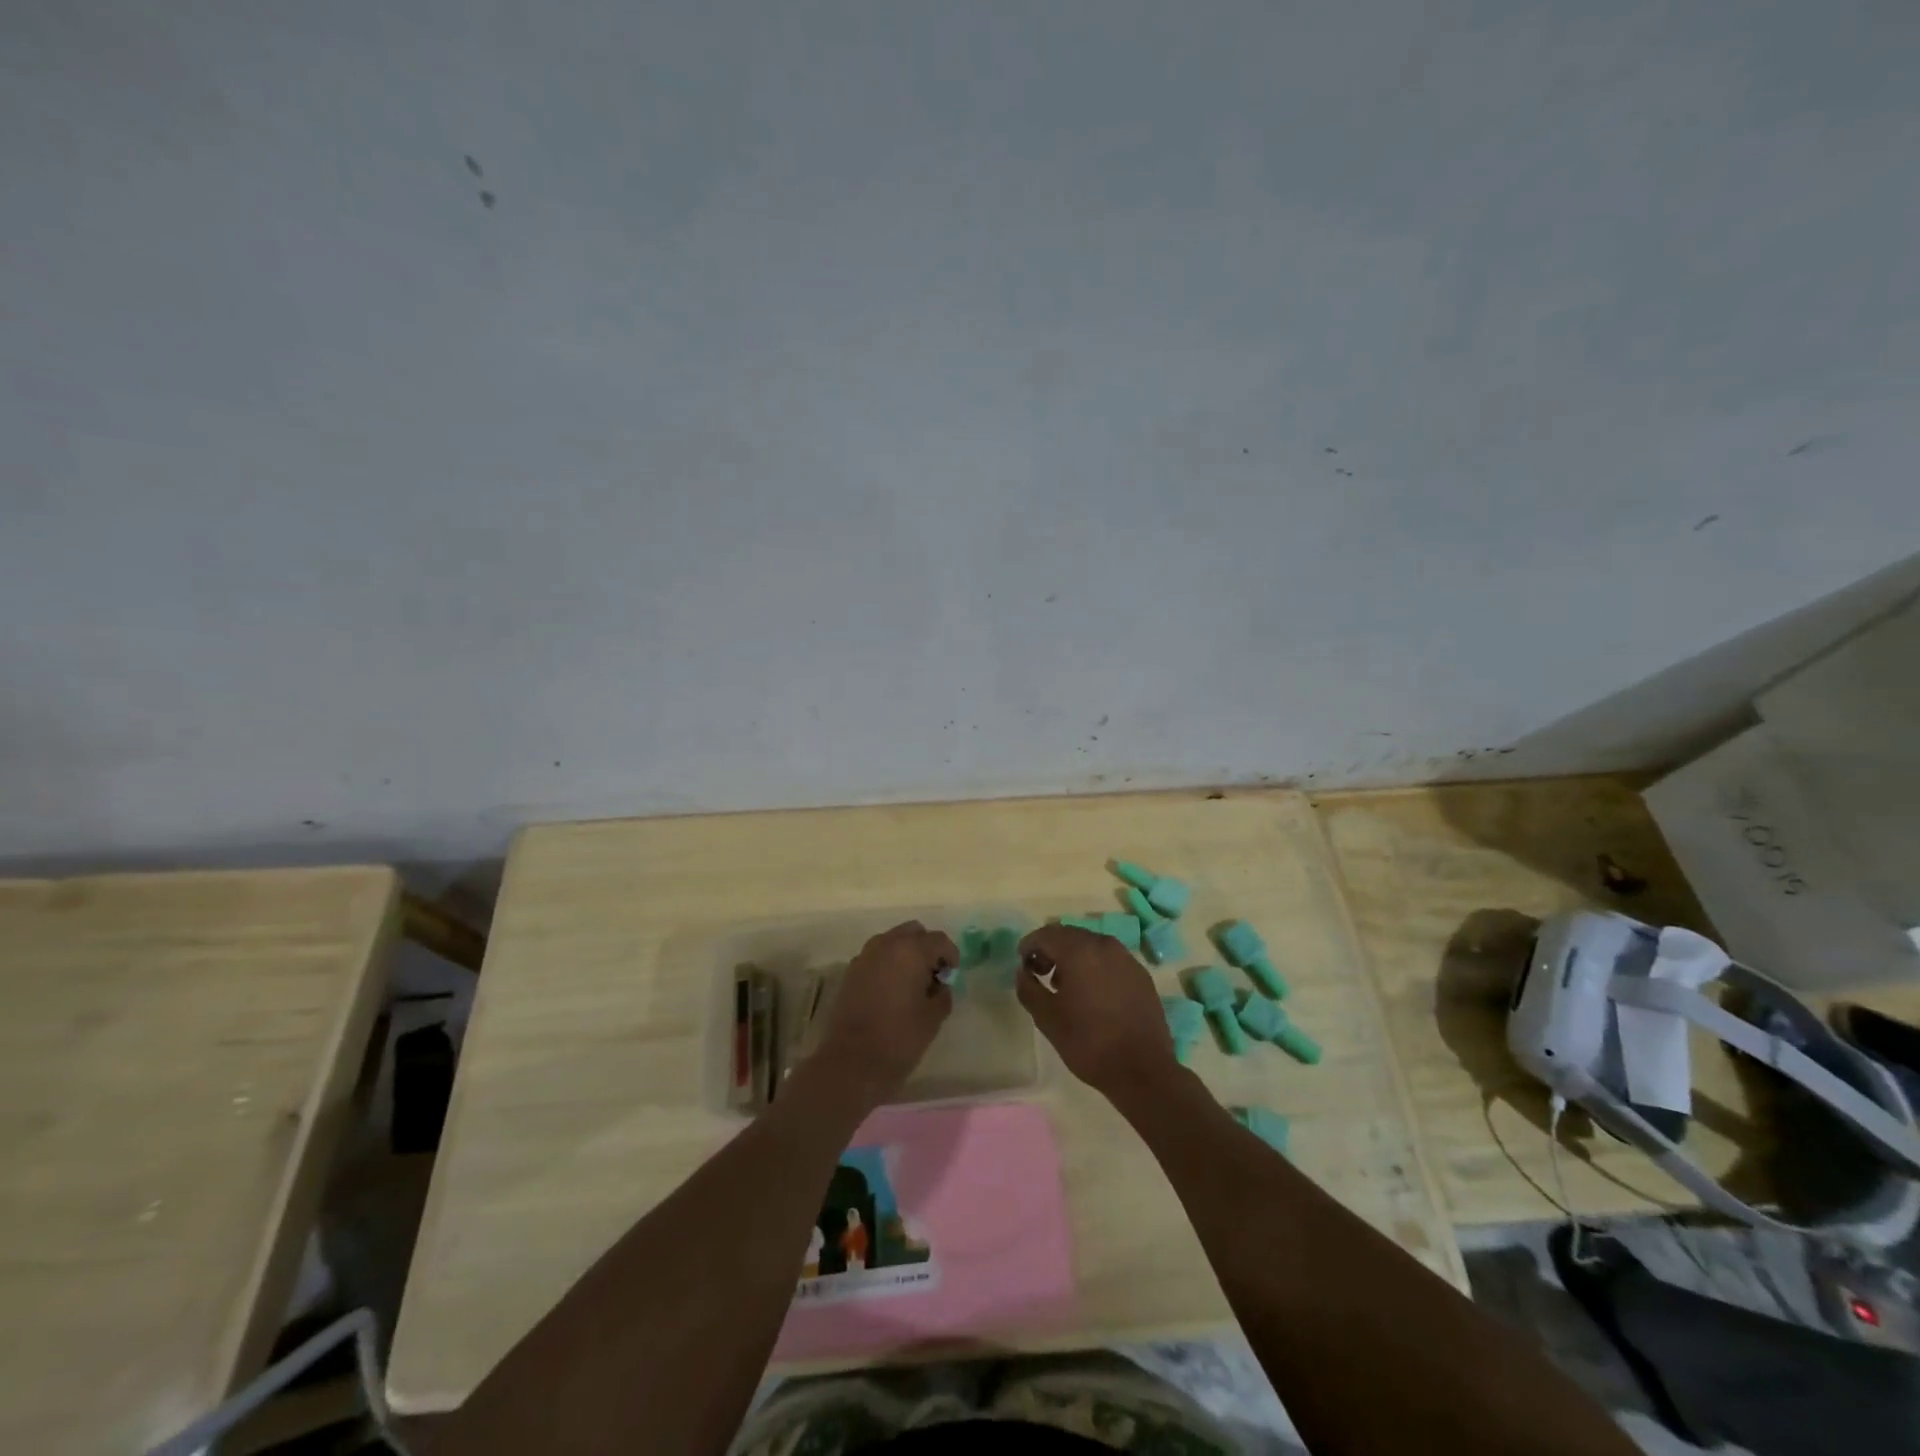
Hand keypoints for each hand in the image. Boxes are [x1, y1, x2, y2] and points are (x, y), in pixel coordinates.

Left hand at [814, 921, 956, 1104]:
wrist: (851, 1062)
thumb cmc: (899, 1039)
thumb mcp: (932, 1018)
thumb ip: (942, 994)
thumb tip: (940, 986)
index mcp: (910, 951)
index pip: (938, 940)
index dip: (950, 954)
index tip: (953, 974)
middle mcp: (885, 945)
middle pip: (913, 932)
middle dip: (926, 947)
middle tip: (934, 974)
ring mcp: (865, 957)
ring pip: (892, 941)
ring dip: (906, 953)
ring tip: (913, 982)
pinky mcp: (851, 972)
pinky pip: (876, 956)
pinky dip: (888, 963)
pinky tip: (892, 990)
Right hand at [1016, 924, 1178, 1101]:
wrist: (1143, 1070)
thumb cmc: (1088, 1042)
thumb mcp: (1047, 1018)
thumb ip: (1028, 988)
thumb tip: (1023, 972)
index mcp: (1079, 951)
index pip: (1046, 934)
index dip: (1029, 945)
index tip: (1022, 964)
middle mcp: (1104, 945)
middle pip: (1069, 935)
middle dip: (1051, 949)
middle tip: (1040, 973)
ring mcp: (1126, 958)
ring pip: (1091, 945)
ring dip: (1073, 957)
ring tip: (1064, 985)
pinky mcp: (1141, 974)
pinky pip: (1110, 959)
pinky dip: (1094, 966)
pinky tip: (1092, 993)